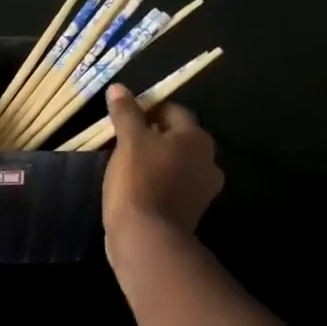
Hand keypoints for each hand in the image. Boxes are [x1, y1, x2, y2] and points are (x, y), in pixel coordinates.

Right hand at [101, 84, 223, 259]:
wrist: (147, 238)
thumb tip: (119, 88)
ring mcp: (202, 189)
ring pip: (175, 162)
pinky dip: (156, 180)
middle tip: (122, 138)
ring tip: (125, 161)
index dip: (148, 109)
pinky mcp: (190, 210)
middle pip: (177, 137)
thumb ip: (126, 112)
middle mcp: (208, 161)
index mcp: (197, 139)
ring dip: (154, 159)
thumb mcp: (128, 140)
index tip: (124, 116)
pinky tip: (134, 184)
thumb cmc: (140, 180)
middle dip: (152, 134)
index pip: (173, 111)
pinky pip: (172, 184)